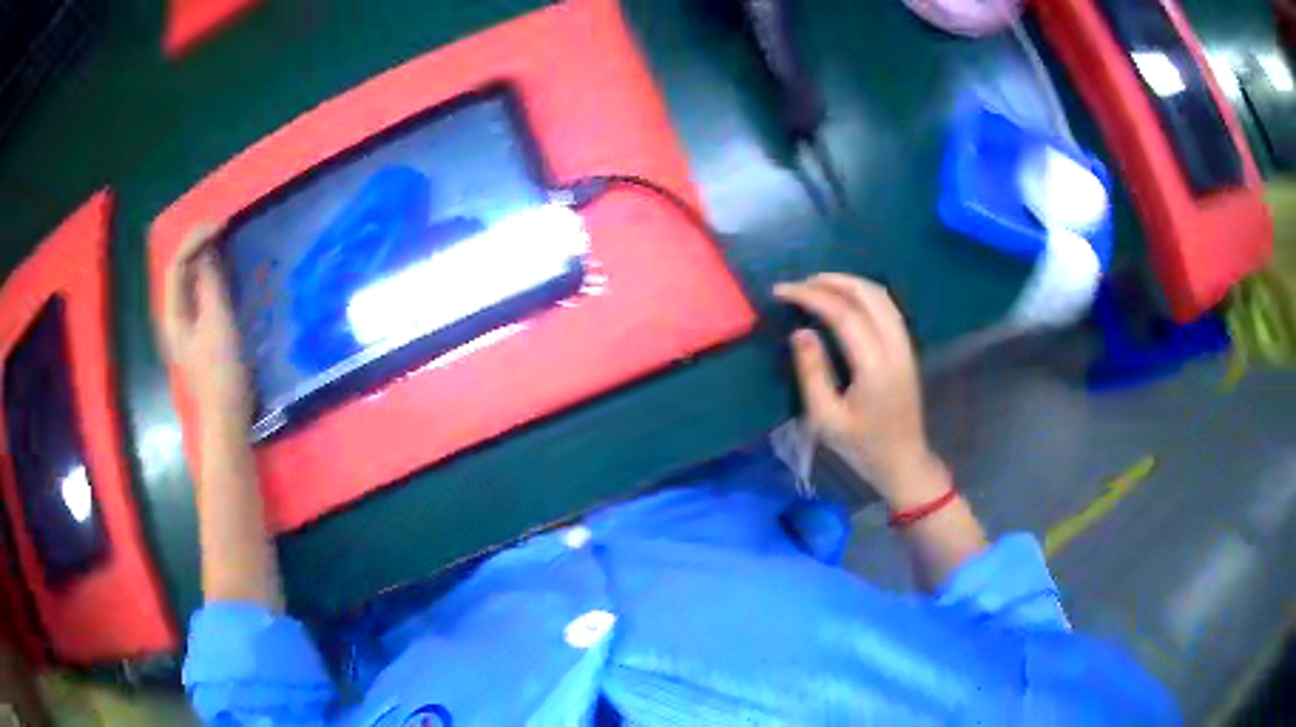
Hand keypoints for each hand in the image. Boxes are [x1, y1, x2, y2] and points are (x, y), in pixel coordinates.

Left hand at [159, 223, 252, 429]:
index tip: (223, 226)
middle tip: (224, 232)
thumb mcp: (217, 322)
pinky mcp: (197, 336)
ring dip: (205, 261)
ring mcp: (184, 328)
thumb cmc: (221, 370)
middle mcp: (173, 317)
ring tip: (225, 247)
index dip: (197, 238)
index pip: (177, 262)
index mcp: (172, 313)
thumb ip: (209, 283)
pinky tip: (224, 277)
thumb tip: (207, 251)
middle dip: (199, 245)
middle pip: (180, 270)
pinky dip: (209, 279)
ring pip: (189, 283)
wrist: (226, 417)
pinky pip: (198, 296)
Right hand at [774, 274, 947, 507]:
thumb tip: (801, 332)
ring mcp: (905, 345)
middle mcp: (895, 347)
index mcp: (875, 366)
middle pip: (867, 294)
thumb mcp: (826, 419)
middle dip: (830, 281)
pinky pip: (887, 307)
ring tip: (817, 286)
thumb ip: (812, 373)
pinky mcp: (906, 349)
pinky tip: (843, 300)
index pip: (843, 313)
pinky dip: (863, 294)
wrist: (903, 462)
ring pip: (881, 296)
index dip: (811, 296)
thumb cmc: (862, 447)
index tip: (781, 291)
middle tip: (798, 284)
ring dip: (848, 284)